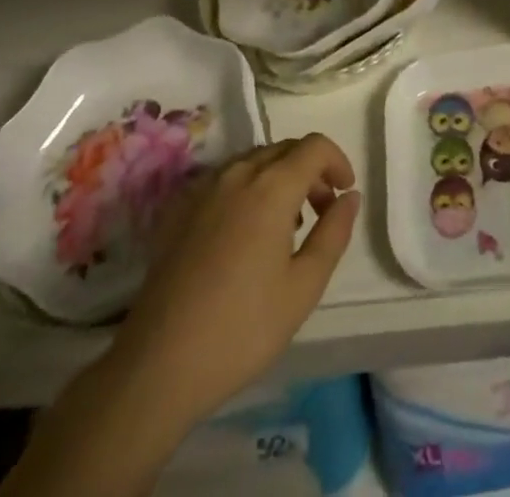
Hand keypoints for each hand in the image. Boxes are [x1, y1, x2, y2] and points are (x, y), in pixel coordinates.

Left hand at [107, 133, 360, 427]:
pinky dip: (249, 188)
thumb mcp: (303, 287)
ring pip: (254, 161)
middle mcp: (237, 173)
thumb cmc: (243, 328)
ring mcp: (204, 188)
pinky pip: (226, 179)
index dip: (337, 161)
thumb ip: (333, 233)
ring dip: (280, 177)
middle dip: (311, 170)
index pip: (314, 146)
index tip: (345, 194)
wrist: (159, 362)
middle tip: (322, 212)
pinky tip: (246, 234)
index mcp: (271, 187)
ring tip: (287, 226)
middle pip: (284, 148)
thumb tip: (350, 196)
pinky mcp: (181, 208)